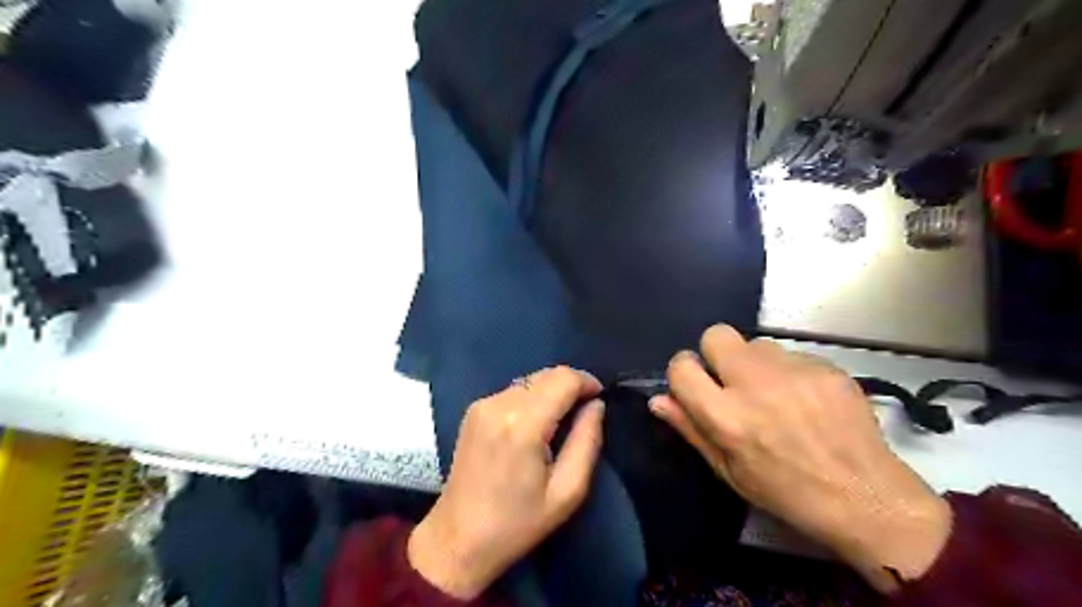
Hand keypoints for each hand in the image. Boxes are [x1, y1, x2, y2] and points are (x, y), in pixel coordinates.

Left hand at [408, 367, 604, 600]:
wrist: (458, 538)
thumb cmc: (517, 523)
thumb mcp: (567, 491)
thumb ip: (587, 441)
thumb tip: (596, 405)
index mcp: (523, 424)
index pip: (563, 379)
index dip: (586, 382)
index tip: (599, 399)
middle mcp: (499, 404)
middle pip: (546, 374)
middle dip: (571, 385)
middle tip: (584, 412)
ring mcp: (482, 404)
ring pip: (530, 380)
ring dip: (551, 391)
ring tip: (561, 420)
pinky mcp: (473, 410)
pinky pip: (514, 390)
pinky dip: (532, 398)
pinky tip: (535, 424)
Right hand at [651, 326, 947, 592]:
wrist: (866, 497)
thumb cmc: (786, 492)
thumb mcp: (729, 471)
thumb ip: (690, 429)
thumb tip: (658, 400)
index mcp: (726, 416)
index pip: (681, 367)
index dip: (683, 373)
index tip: (694, 385)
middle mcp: (755, 384)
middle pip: (716, 335)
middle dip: (716, 353)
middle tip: (732, 381)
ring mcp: (794, 371)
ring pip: (757, 344)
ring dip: (756, 364)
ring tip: (775, 395)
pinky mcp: (826, 366)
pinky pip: (792, 356)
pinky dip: (790, 373)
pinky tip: (807, 400)